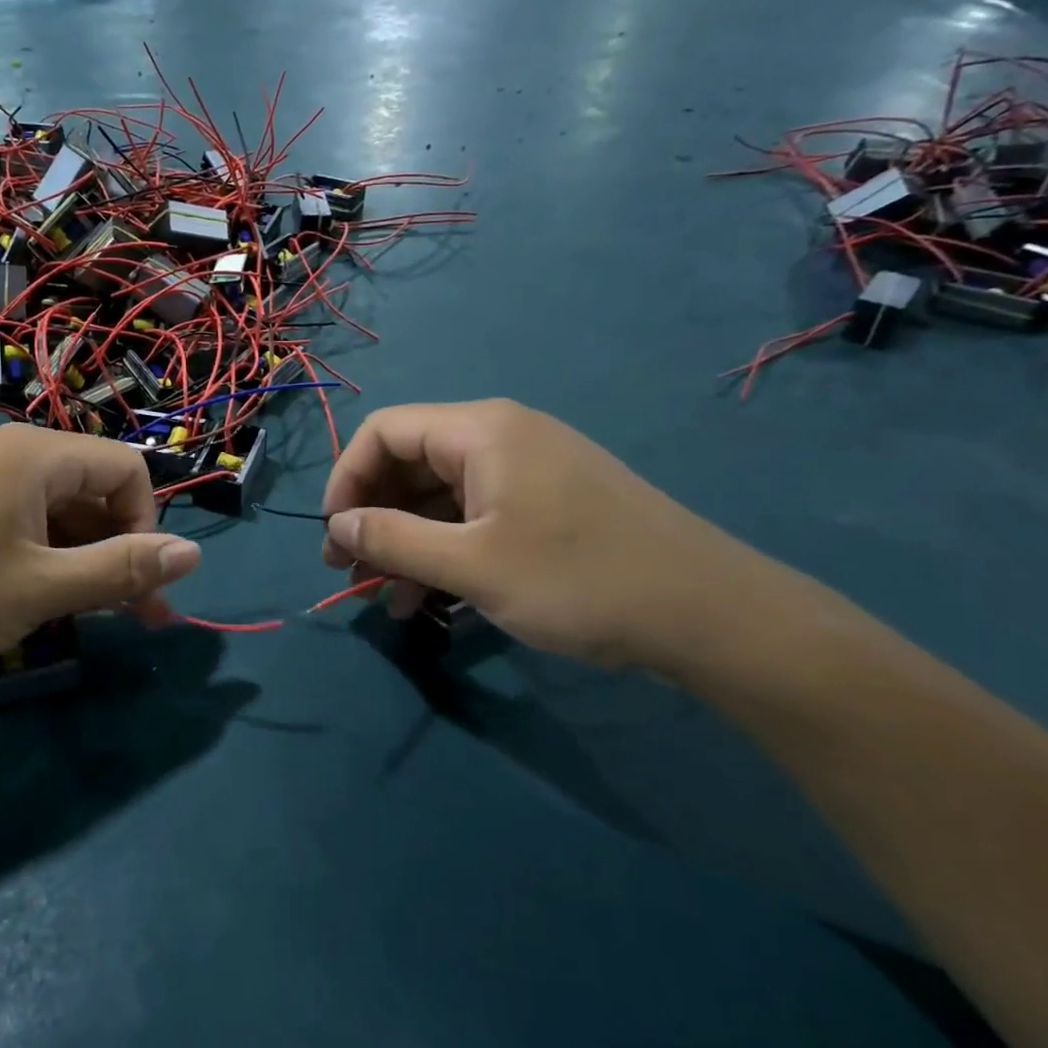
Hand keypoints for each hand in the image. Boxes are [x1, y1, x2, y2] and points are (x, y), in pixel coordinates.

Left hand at [0, 425, 201, 688]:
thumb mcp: (40, 590)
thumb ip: (120, 569)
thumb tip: (193, 554)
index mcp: (34, 454)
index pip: (126, 468)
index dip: (146, 524)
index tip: (136, 583)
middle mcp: (7, 451)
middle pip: (91, 488)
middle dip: (119, 549)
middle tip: (136, 618)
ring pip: (56, 510)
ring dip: (82, 558)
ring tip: (85, 617)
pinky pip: (18, 519)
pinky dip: (42, 556)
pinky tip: (35, 599)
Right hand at [320, 400, 776, 670]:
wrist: (713, 616)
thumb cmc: (580, 580)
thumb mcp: (473, 566)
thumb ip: (393, 539)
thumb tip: (338, 524)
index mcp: (481, 431)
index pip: (384, 431)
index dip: (346, 478)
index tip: (334, 533)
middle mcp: (501, 436)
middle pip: (410, 463)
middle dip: (374, 517)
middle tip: (351, 571)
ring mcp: (528, 470)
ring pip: (441, 496)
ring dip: (407, 543)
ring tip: (389, 599)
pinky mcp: (549, 503)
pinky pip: (476, 516)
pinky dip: (446, 550)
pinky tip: (433, 600)